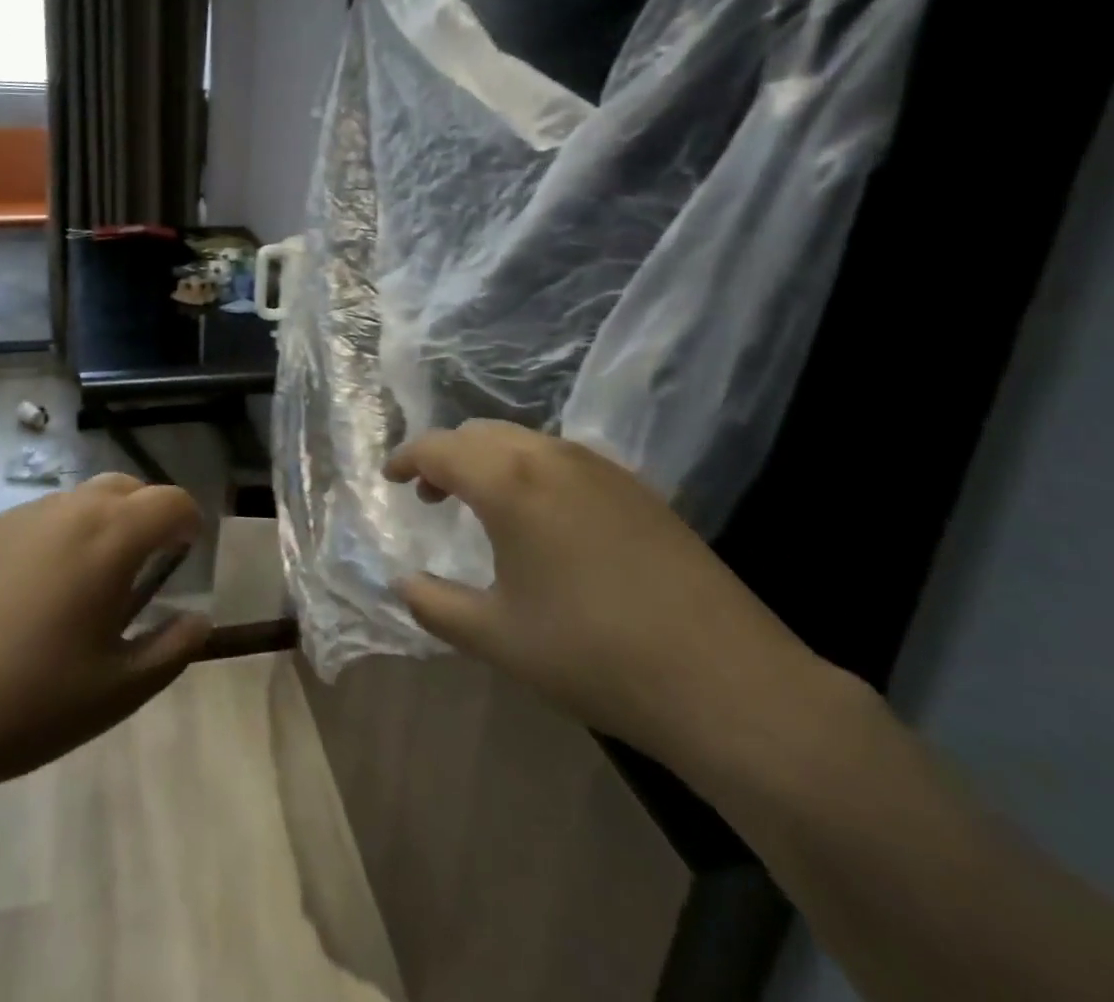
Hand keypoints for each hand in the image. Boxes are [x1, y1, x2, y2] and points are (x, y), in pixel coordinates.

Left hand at [0, 472, 212, 800]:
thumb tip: (200, 619)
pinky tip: (44, 588)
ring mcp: (24, 517)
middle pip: (128, 486)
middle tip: (149, 566)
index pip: (171, 501)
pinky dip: (66, 531)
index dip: (189, 522)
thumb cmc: (34, 700)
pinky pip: (46, 515)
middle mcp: (71, 509)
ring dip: (107, 519)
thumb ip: (173, 647)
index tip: (187, 557)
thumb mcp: (120, 688)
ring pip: (84, 496)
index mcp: (111, 536)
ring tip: (96, 579)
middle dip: (150, 513)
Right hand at [386, 421, 824, 764]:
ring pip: (524, 441)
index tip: (390, 478)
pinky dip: (530, 470)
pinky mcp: (637, 487)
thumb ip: (435, 605)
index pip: (439, 448)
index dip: (406, 458)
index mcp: (509, 482)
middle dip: (446, 456)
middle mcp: (552, 457)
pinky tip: (541, 518)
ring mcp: (601, 467)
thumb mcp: (496, 638)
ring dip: (489, 460)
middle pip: (480, 434)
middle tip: (429, 495)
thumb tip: (402, 583)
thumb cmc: (592, 654)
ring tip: (481, 505)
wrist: (724, 679)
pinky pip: (563, 458)